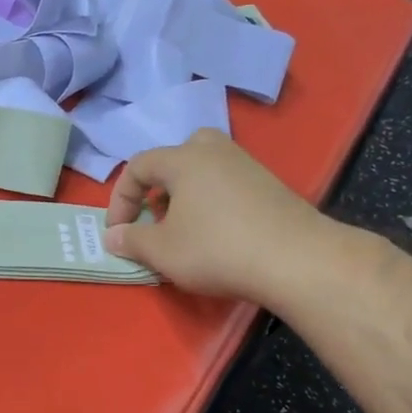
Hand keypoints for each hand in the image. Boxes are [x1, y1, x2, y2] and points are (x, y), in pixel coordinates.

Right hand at [102, 129, 341, 305]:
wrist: (297, 260)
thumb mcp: (162, 251)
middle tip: (157, 214)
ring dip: (186, 194)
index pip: (137, 166)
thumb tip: (113, 236)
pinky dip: (213, 201)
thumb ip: (131, 240)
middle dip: (158, 185)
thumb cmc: (217, 250)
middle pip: (177, 155)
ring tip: (184, 228)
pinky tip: (218, 234)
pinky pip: (228, 183)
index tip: (118, 232)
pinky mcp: (271, 186)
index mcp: (183, 159)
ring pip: (205, 168)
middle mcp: (215, 152)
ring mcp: (247, 166)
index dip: (120, 199)